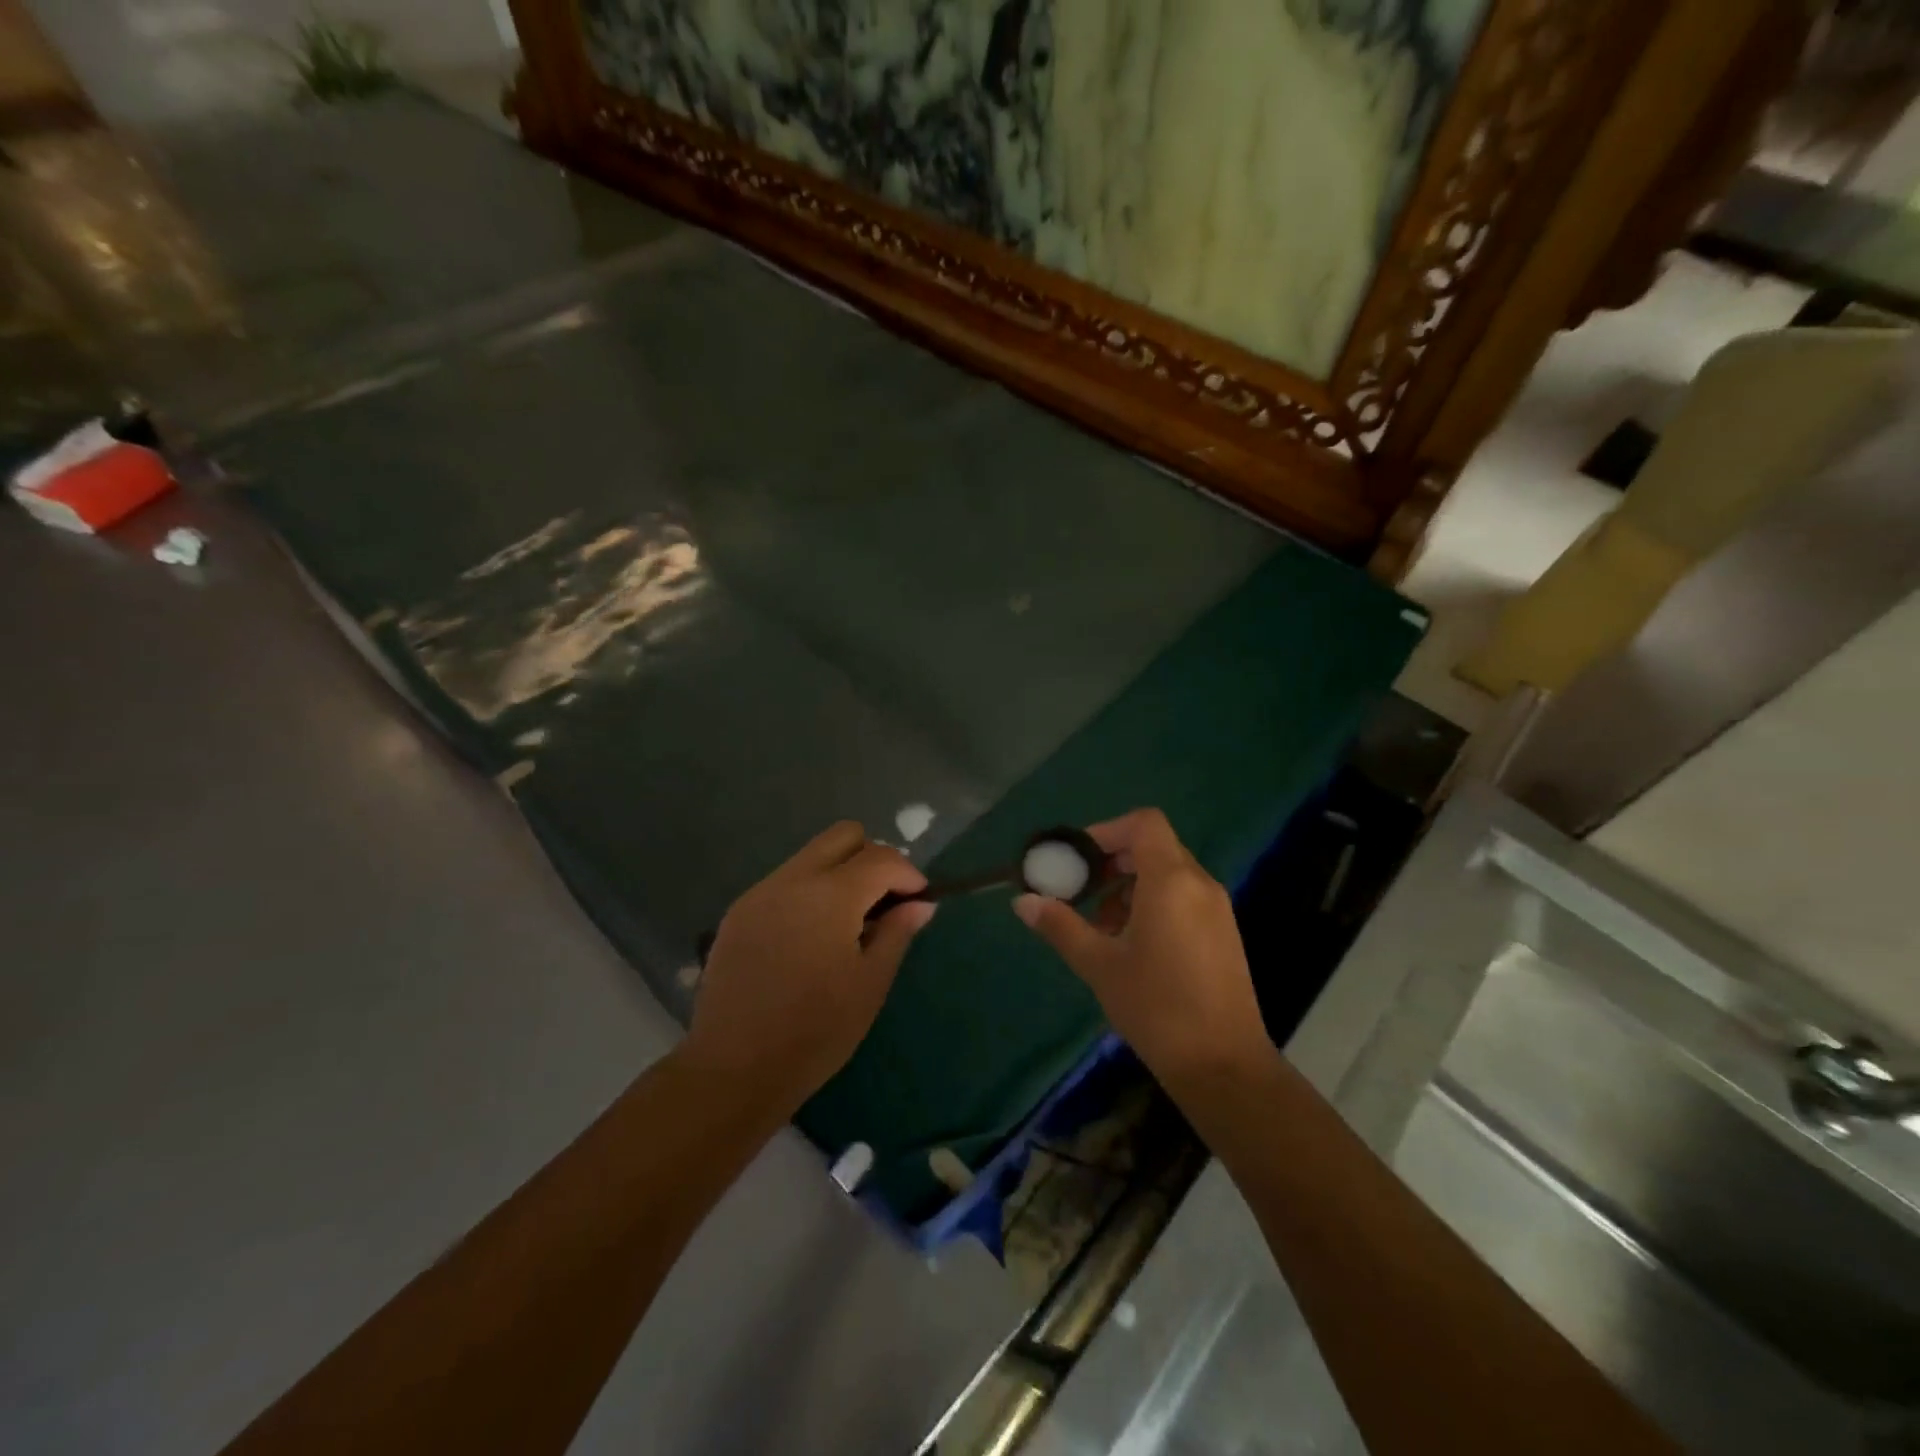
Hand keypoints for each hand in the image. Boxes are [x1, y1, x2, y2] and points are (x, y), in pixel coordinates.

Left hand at [682, 821, 934, 1109]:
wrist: (734, 1069)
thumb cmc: (816, 1031)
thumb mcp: (870, 984)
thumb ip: (897, 932)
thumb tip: (920, 903)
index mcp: (831, 894)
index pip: (881, 857)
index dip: (908, 874)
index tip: (918, 902)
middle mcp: (793, 878)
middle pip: (843, 835)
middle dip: (873, 858)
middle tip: (883, 901)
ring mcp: (760, 892)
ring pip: (812, 855)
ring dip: (840, 873)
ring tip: (849, 923)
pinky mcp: (739, 911)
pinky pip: (785, 881)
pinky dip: (810, 892)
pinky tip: (811, 937)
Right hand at [1013, 808, 1271, 1087]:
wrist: (1224, 1067)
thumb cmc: (1156, 1007)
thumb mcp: (1099, 964)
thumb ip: (1060, 926)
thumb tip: (1023, 902)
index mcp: (1171, 881)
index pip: (1143, 823)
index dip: (1106, 831)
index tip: (1078, 860)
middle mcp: (1200, 884)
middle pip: (1154, 846)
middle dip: (1113, 862)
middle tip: (1081, 892)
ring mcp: (1217, 909)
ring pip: (1168, 873)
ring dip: (1130, 886)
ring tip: (1101, 927)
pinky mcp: (1224, 933)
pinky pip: (1184, 897)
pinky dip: (1153, 903)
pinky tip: (1132, 946)